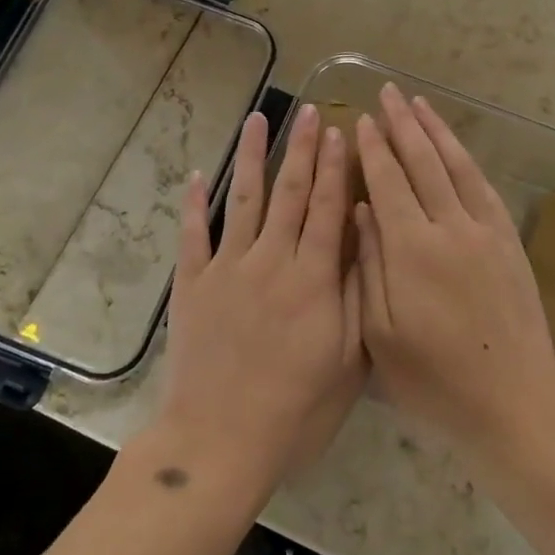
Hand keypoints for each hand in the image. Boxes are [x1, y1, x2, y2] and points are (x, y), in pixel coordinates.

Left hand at [156, 103, 365, 499]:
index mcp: (312, 278)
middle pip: (290, 192)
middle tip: (309, 111)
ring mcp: (227, 269)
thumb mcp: (347, 359)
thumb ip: (356, 292)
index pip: (328, 208)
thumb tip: (362, 234)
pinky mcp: (192, 285)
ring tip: (258, 119)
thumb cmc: (295, 410)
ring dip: (252, 157)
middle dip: (302, 148)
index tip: (341, 131)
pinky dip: (195, 204)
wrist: (219, 444)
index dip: (336, 168)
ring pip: (244, 200)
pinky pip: (193, 235)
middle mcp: (271, 260)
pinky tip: (200, 175)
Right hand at [353, 83, 554, 461]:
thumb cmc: (434, 381)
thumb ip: (368, 266)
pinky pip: (484, 188)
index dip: (373, 149)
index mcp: (412, 250)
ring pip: (456, 166)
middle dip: (402, 124)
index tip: (362, 120)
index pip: (388, 182)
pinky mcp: (509, 242)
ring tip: (419, 103)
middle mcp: (450, 228)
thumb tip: (359, 211)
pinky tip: (456, 148)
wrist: (513, 403)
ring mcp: (485, 231)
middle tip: (386, 92)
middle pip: (422, 162)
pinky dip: (466, 160)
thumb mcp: (381, 335)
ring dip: (436, 131)